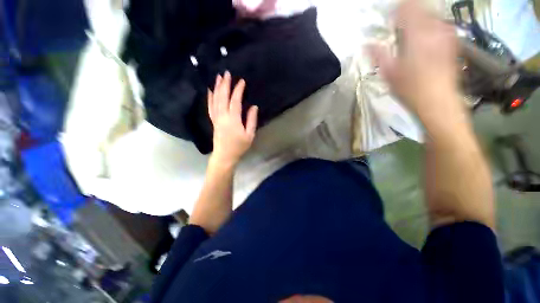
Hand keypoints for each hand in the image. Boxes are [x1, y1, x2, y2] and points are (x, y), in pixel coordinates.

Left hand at [208, 71, 257, 166]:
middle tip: (227, 73)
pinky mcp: (213, 121)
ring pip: (215, 100)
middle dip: (225, 84)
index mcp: (233, 119)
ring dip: (217, 88)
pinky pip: (210, 107)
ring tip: (218, 77)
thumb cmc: (239, 146)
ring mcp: (216, 118)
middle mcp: (222, 116)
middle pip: (223, 97)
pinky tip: (210, 91)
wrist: (225, 156)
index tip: (241, 81)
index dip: (238, 90)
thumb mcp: (249, 135)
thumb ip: (251, 120)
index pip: (235, 100)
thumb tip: (253, 107)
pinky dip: (210, 98)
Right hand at [369, 0, 461, 125]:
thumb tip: (365, 44)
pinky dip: (434, 24)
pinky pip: (443, 25)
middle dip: (410, 8)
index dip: (398, 7)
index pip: (407, 9)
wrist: (438, 101)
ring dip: (422, 15)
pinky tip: (429, 30)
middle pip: (422, 8)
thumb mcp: (388, 74)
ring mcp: (444, 36)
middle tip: (400, 16)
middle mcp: (432, 31)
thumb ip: (378, 55)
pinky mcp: (452, 44)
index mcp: (415, 36)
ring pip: (433, 15)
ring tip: (412, 22)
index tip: (390, 12)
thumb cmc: (410, 89)